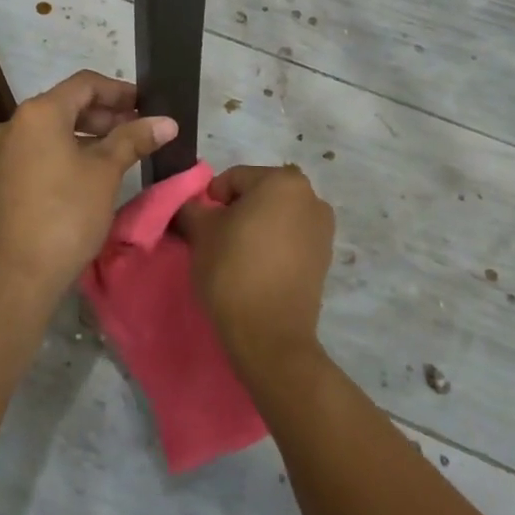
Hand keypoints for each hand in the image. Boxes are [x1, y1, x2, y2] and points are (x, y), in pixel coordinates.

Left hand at [0, 70, 178, 311]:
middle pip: (67, 104)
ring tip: (122, 151)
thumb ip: (134, 140)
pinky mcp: (3, 178)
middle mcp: (15, 123)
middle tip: (140, 129)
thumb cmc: (65, 215)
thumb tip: (167, 122)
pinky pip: (41, 151)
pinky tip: (93, 172)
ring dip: (89, 134)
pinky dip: (68, 152)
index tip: (147, 104)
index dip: (119, 90)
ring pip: (54, 130)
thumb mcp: (105, 173)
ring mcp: (4, 152)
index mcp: (39, 112)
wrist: (15, 277)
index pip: (85, 84)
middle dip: (106, 114)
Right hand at [175, 164, 335, 375]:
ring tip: (236, 258)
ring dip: (256, 229)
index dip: (212, 200)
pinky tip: (257, 270)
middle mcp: (311, 197)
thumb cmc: (234, 269)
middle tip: (216, 240)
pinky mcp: (324, 259)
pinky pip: (290, 240)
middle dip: (236, 212)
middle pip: (258, 195)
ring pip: (275, 217)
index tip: (202, 226)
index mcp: (283, 181)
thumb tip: (190, 206)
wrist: (270, 336)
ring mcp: (322, 230)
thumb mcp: (201, 231)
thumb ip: (192, 207)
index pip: (234, 178)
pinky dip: (272, 247)